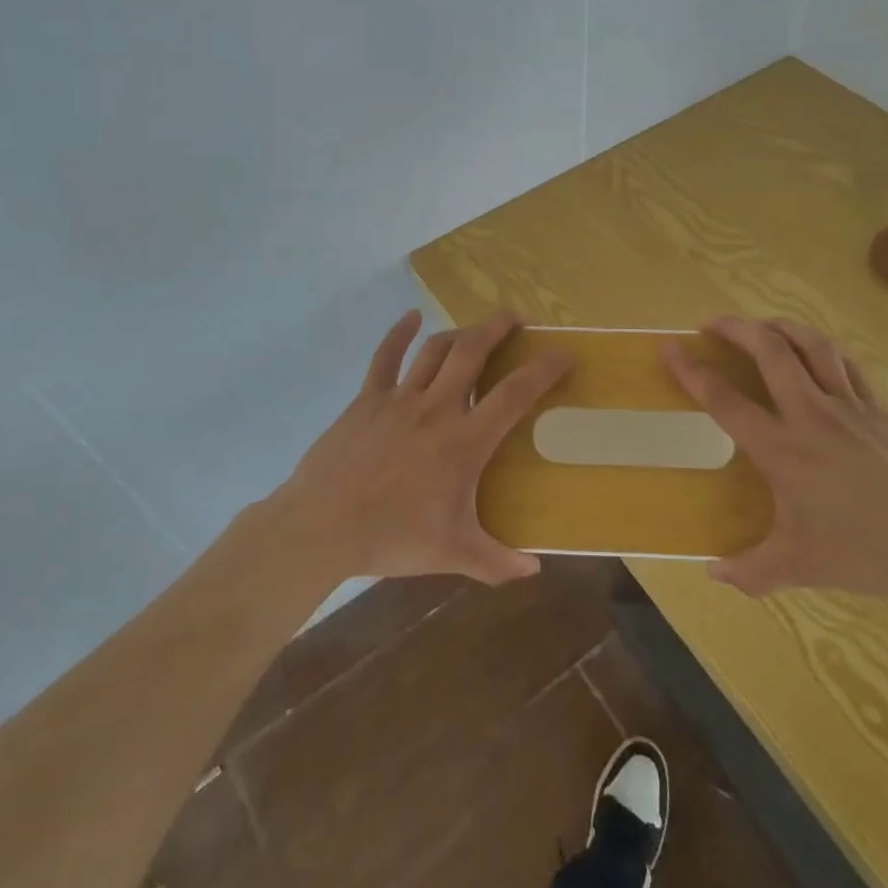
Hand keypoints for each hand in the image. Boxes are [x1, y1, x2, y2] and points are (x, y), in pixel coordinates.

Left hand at [272, 309, 570, 585]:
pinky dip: (398, 333)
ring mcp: (399, 399)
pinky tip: (411, 316)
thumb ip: (497, 562)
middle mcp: (436, 408)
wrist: (323, 526)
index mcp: (463, 440)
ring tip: (476, 330)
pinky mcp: (367, 400)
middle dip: (498, 328)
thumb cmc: (393, 537)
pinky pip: (384, 357)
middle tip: (517, 319)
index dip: (543, 369)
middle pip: (472, 352)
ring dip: (460, 332)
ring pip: (435, 350)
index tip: (564, 352)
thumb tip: (534, 570)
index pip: (514, 394)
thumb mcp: (452, 554)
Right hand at [662, 317, 887, 621]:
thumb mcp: (803, 566)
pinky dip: (823, 350)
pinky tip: (818, 353)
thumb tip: (712, 575)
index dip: (692, 371)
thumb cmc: (870, 552)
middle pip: (770, 352)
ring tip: (763, 325)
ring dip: (781, 327)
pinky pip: (847, 365)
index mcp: (784, 450)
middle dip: (736, 328)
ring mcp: (852, 406)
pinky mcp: (883, 409)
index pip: (726, 401)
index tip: (670, 347)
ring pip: (812, 346)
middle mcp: (812, 416)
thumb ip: (752, 571)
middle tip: (712, 322)